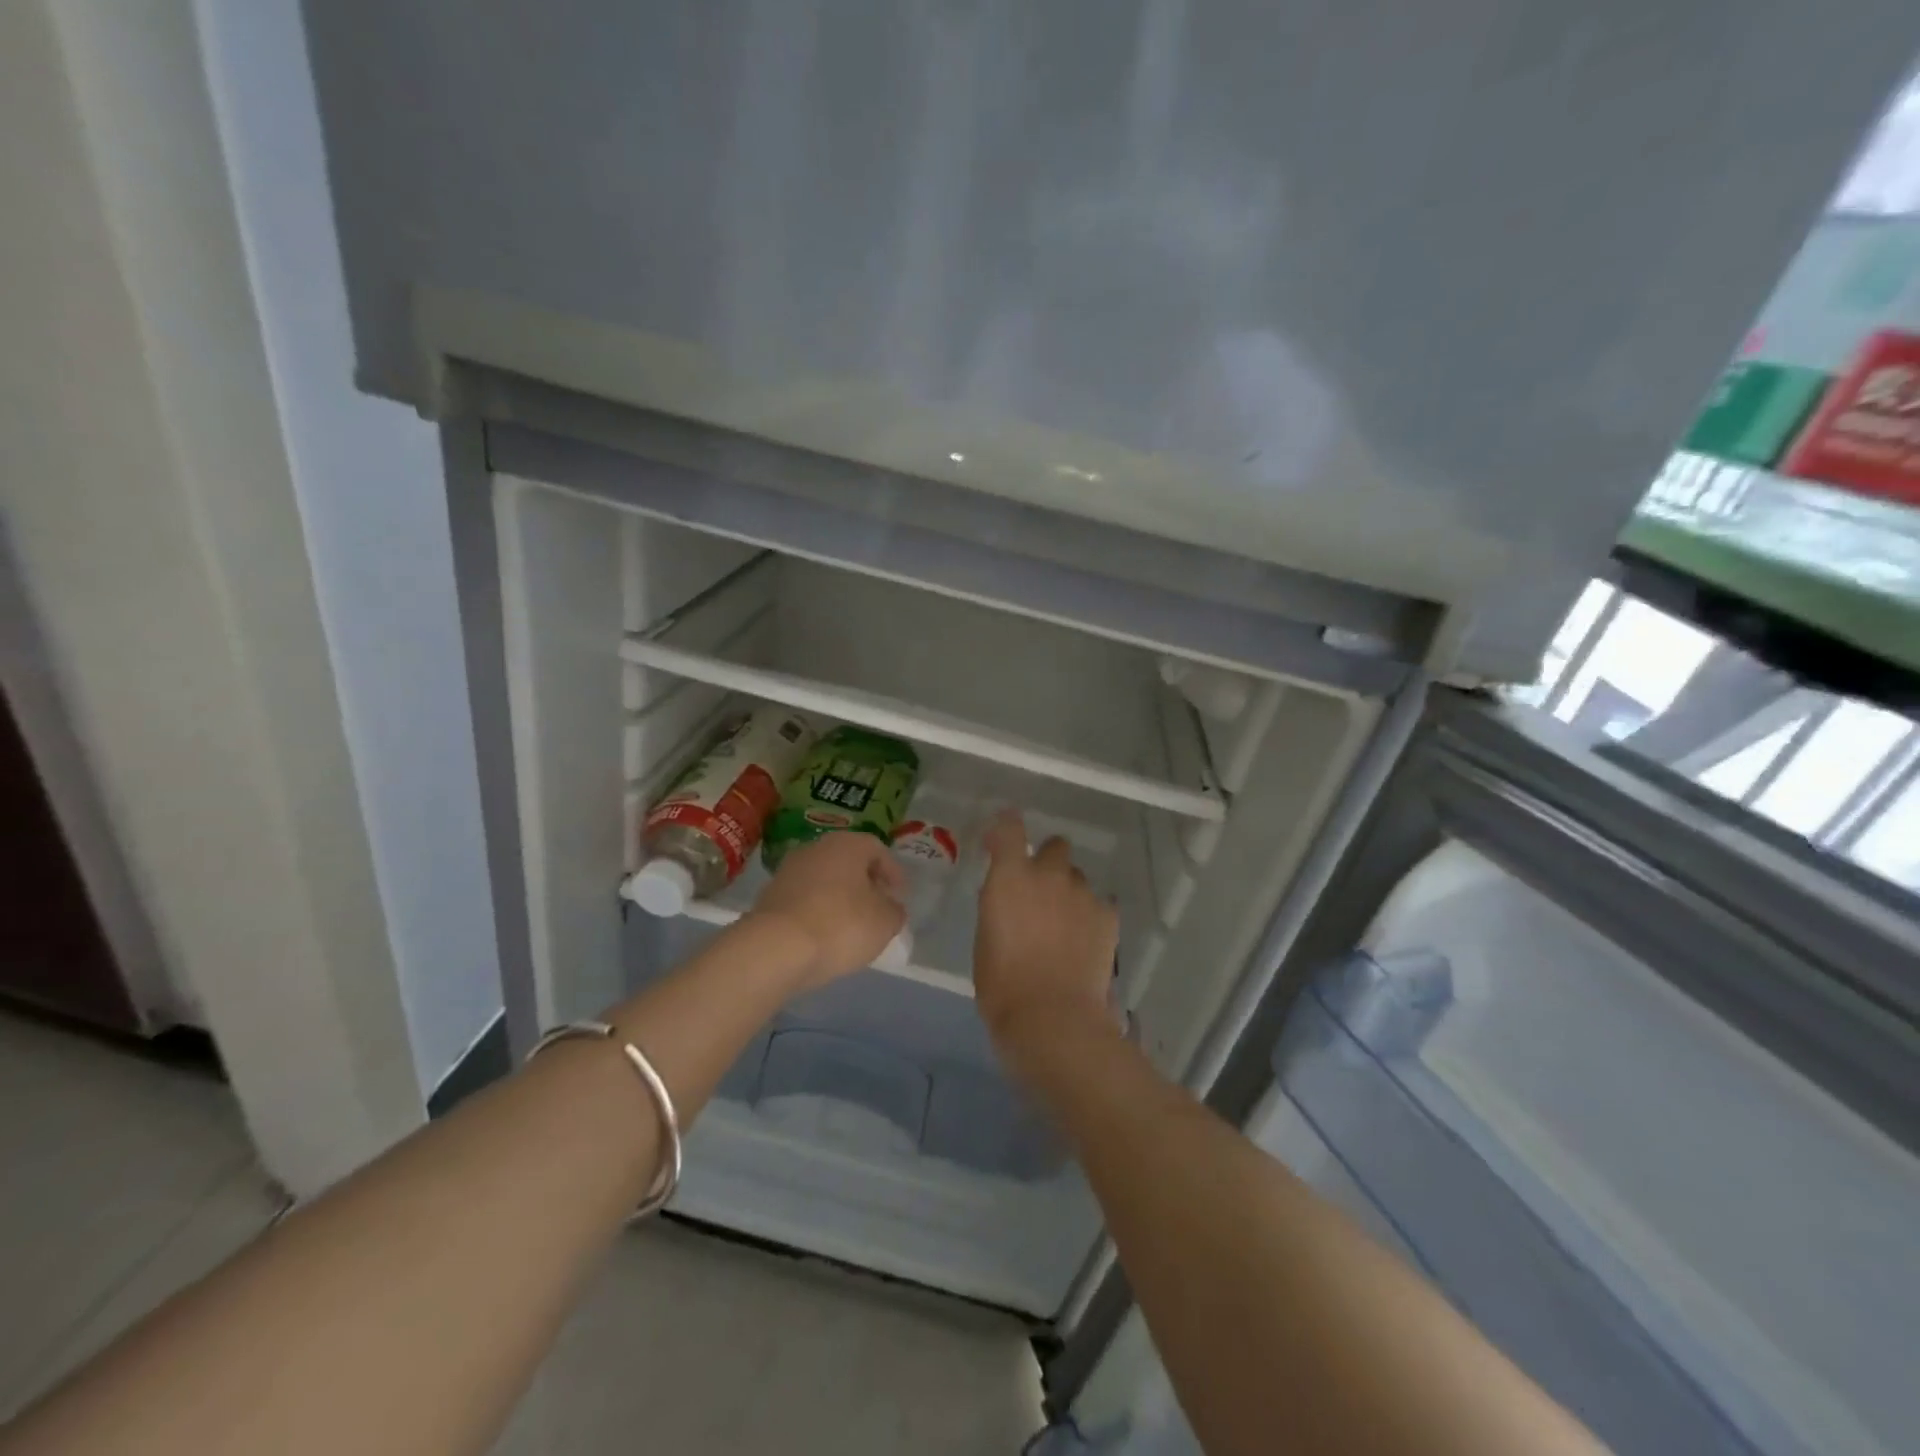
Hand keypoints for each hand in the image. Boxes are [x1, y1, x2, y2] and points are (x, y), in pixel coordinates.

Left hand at [748, 831, 906, 991]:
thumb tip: (890, 907)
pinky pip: (804, 899)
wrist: (775, 949)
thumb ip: (894, 911)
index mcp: (847, 844)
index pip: (877, 849)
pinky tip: (825, 935)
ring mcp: (788, 871)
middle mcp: (816, 848)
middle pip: (848, 861)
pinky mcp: (769, 897)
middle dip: (865, 883)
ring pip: (824, 879)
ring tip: (852, 925)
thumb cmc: (841, 925)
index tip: (900, 895)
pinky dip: (818, 911)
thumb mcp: (885, 922)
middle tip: (878, 906)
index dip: (893, 872)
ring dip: (840, 897)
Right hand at [973, 810, 1118, 1049]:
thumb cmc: (1003, 985)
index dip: (1005, 828)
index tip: (1000, 841)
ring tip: (1064, 927)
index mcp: (1010, 877)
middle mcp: (1048, 874)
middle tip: (1040, 893)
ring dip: (1069, 893)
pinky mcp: (1107, 915)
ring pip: (1077, 878)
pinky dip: (1091, 917)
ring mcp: (1082, 893)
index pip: (1009, 828)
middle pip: (1055, 847)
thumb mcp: (986, 940)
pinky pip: (1099, 904)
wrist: (1052, 1017)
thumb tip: (1010, 901)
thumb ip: (999, 908)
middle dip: (1048, 862)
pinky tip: (1085, 943)